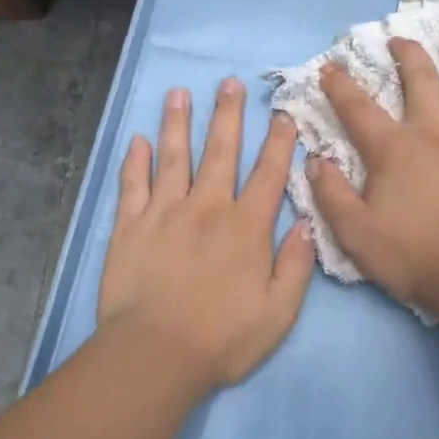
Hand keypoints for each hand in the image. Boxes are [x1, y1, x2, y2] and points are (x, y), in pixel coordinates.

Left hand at [97, 77, 316, 391]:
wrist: (155, 356)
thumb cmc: (222, 338)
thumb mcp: (278, 312)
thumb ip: (296, 265)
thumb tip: (308, 222)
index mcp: (246, 226)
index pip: (267, 173)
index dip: (278, 142)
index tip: (282, 114)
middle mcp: (208, 207)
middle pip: (221, 151)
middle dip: (227, 114)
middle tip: (229, 82)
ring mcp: (165, 212)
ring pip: (174, 156)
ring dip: (178, 122)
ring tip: (179, 92)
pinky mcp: (131, 226)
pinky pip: (133, 184)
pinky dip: (135, 160)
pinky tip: (138, 139)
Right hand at [309, 38, 438, 317]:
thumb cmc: (414, 255)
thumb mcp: (355, 234)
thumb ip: (331, 195)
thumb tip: (315, 162)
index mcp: (394, 150)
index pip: (358, 109)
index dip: (340, 85)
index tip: (330, 66)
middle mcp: (434, 133)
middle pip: (421, 82)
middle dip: (407, 56)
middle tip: (400, 39)